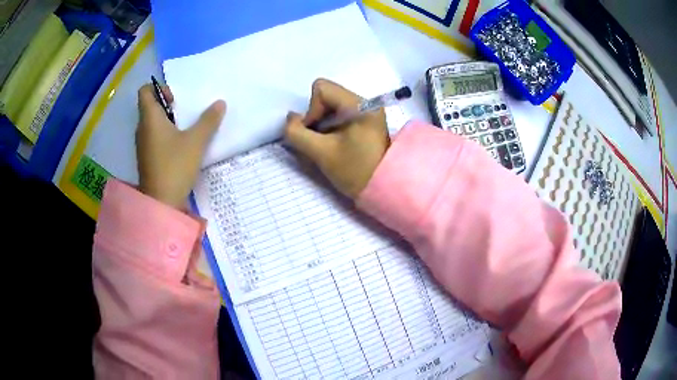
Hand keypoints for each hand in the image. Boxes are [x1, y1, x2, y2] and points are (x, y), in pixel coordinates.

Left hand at [136, 84, 225, 208]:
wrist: (161, 203)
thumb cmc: (175, 166)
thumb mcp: (196, 142)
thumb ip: (208, 121)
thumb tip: (220, 103)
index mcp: (150, 118)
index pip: (145, 91)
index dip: (159, 88)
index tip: (175, 99)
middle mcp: (142, 128)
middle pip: (150, 106)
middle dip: (167, 105)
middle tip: (185, 113)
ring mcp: (143, 145)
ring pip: (152, 123)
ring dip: (167, 121)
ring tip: (185, 129)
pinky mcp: (147, 158)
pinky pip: (153, 137)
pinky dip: (165, 135)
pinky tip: (180, 146)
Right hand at [284, 78, 389, 198]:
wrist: (384, 189)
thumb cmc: (356, 171)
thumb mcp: (322, 153)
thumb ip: (298, 134)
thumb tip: (291, 119)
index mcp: (360, 105)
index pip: (322, 89)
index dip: (311, 110)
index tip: (316, 135)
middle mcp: (366, 103)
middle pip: (327, 96)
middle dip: (316, 118)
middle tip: (320, 141)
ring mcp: (367, 112)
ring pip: (332, 106)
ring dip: (322, 124)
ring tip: (328, 144)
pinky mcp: (366, 122)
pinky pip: (340, 115)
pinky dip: (331, 127)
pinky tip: (335, 144)